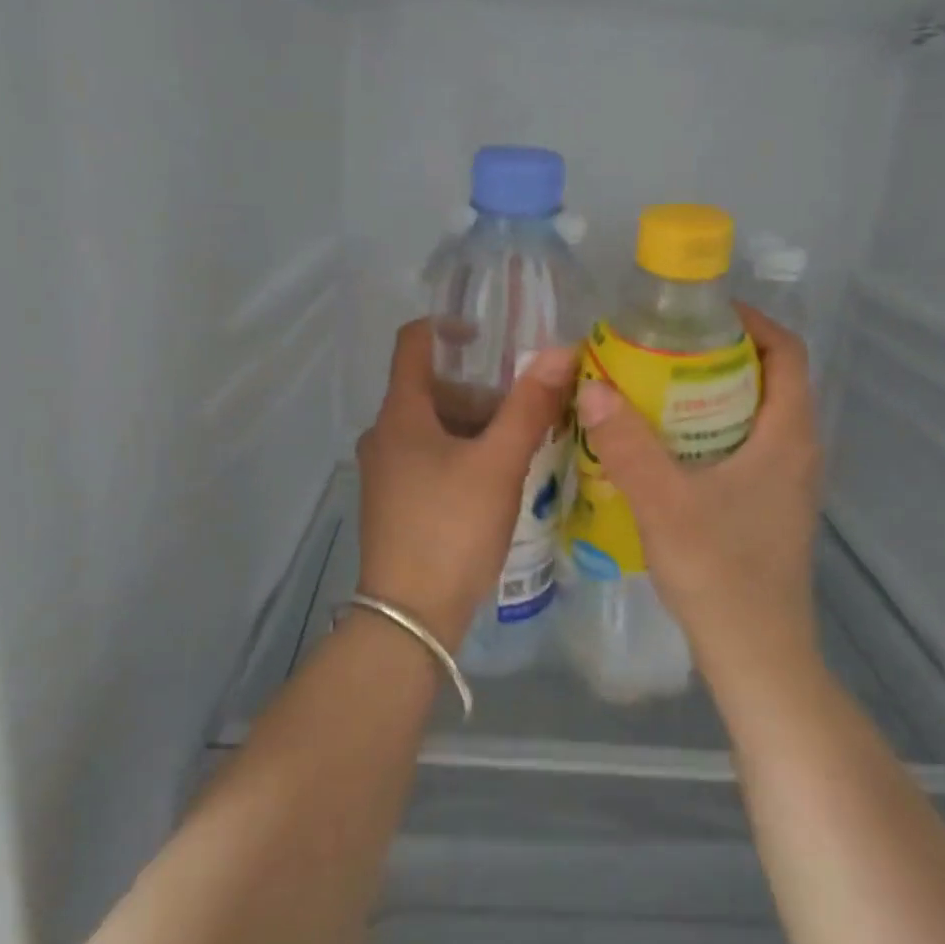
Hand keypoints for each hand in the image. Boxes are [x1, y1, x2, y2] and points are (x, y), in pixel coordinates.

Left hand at [356, 320, 575, 647]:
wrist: (410, 617)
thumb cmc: (452, 528)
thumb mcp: (499, 463)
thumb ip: (529, 405)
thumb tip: (560, 350)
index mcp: (399, 414)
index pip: (413, 342)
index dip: (449, 326)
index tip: (492, 336)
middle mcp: (383, 435)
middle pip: (432, 388)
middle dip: (481, 390)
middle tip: (527, 408)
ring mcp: (385, 471)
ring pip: (434, 427)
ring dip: (476, 426)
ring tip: (522, 446)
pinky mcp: (394, 501)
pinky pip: (430, 458)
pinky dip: (463, 454)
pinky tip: (498, 480)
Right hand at [573, 306, 823, 690]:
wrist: (757, 657)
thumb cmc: (721, 574)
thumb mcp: (665, 504)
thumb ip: (628, 444)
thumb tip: (592, 385)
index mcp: (788, 437)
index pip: (788, 352)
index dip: (750, 322)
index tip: (697, 314)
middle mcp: (796, 451)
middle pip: (767, 378)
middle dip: (717, 354)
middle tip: (660, 348)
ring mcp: (785, 482)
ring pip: (752, 415)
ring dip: (709, 393)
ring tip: (653, 387)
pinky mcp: (767, 506)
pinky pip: (742, 445)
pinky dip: (707, 429)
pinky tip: (662, 445)